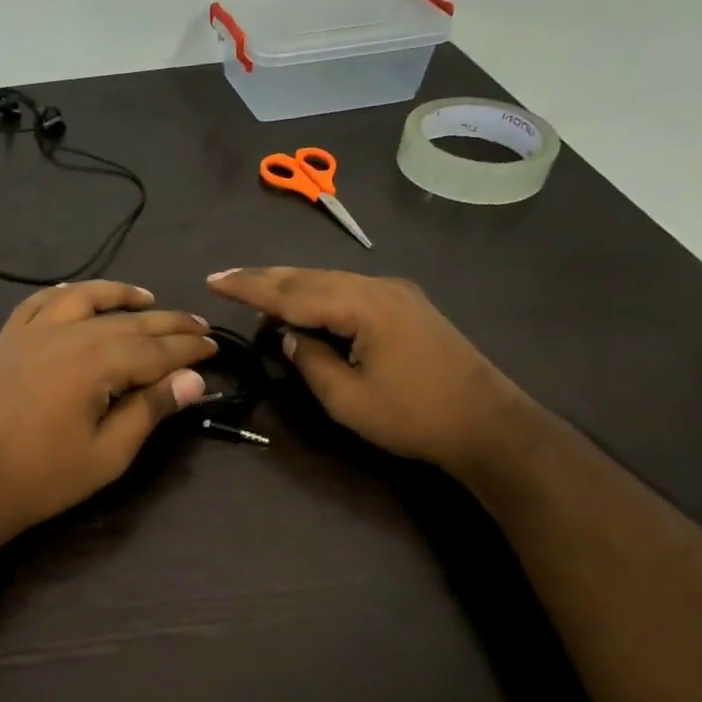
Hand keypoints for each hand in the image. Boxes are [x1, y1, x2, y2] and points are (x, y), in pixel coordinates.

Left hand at [0, 281, 215, 548]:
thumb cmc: (44, 477)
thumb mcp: (108, 453)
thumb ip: (150, 409)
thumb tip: (194, 379)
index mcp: (96, 363)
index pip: (155, 349)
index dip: (188, 349)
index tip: (214, 348)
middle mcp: (67, 334)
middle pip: (128, 321)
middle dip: (168, 323)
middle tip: (198, 326)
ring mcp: (33, 332)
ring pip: (84, 299)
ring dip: (119, 295)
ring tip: (148, 298)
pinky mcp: (8, 340)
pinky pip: (40, 302)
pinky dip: (65, 294)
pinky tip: (77, 295)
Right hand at [207, 267, 523, 470]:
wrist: (488, 424)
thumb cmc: (414, 417)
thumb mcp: (348, 399)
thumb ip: (310, 361)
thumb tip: (288, 336)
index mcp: (363, 305)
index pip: (293, 292)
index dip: (250, 288)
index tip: (213, 281)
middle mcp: (379, 286)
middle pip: (310, 277)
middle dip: (264, 278)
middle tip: (224, 278)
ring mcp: (397, 293)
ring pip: (330, 280)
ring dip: (290, 285)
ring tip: (253, 289)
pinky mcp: (406, 305)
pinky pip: (349, 290)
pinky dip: (317, 294)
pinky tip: (302, 302)